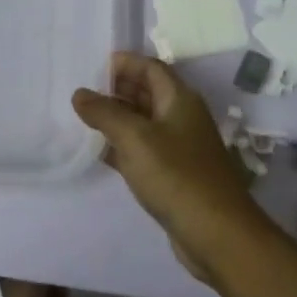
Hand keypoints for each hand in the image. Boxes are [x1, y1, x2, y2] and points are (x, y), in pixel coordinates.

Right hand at [71, 52, 265, 282]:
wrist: (216, 233)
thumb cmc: (176, 175)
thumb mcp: (134, 138)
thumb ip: (105, 113)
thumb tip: (80, 94)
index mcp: (180, 99)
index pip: (151, 68)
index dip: (125, 63)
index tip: (93, 67)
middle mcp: (182, 118)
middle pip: (149, 92)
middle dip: (118, 89)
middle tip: (84, 94)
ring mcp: (180, 147)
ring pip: (145, 122)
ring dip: (118, 118)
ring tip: (85, 119)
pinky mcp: (174, 175)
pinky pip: (144, 150)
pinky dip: (123, 146)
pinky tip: (100, 152)